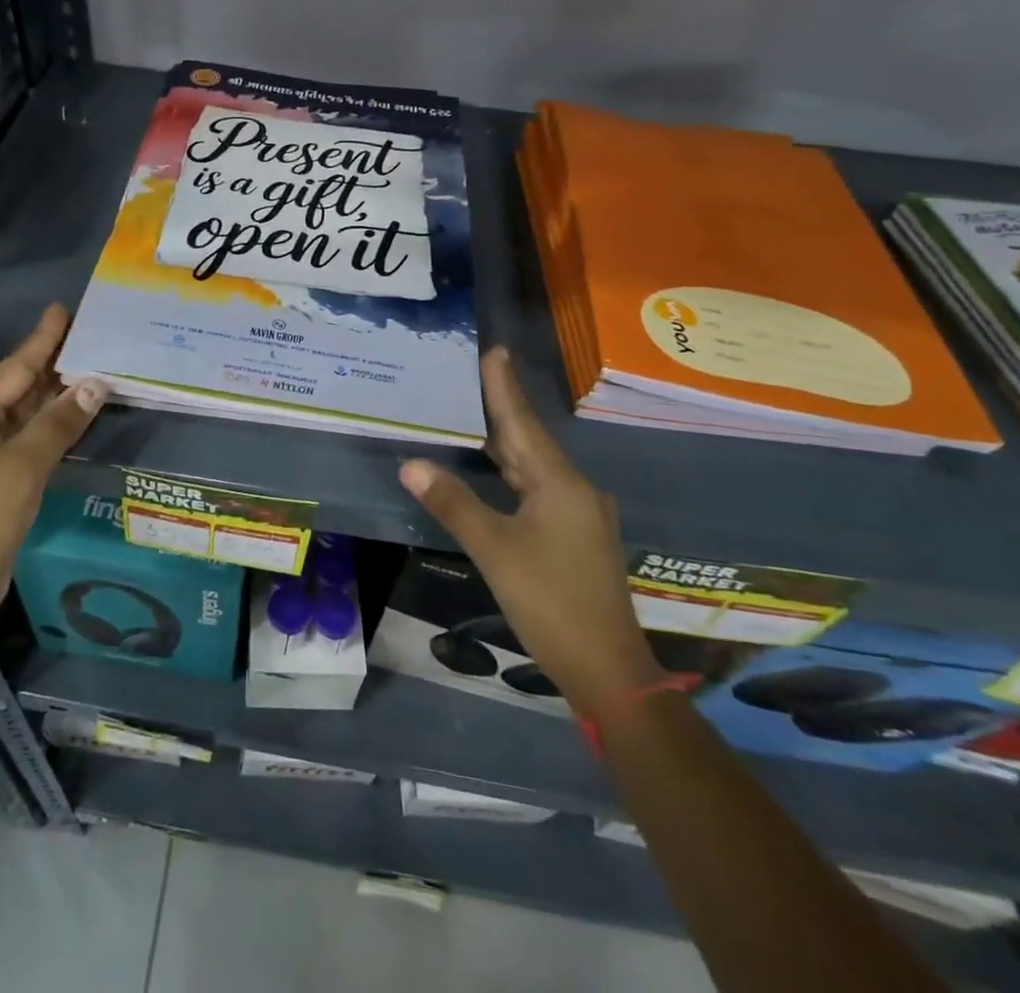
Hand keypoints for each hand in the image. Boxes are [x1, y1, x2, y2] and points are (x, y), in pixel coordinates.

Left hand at [0, 305, 106, 621]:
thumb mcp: (26, 464)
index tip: (63, 310)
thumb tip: (95, 384)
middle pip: (17, 384)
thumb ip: (60, 421)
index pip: (14, 367)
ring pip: (22, 411)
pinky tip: (73, 412)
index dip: (42, 339)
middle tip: (87, 335)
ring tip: (89, 365)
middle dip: (52, 362)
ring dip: (53, 393)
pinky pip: (24, 434)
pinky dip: (49, 422)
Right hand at [398, 347, 660, 717]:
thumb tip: (411, 463)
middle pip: (530, 441)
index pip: (523, 422)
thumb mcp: (494, 549)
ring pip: (535, 467)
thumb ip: (453, 503)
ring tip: (475, 415)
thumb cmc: (550, 601)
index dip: (504, 386)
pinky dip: (513, 474)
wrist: (608, 669)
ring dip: (506, 443)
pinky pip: (539, 489)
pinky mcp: (576, 537)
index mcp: (560, 484)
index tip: (496, 351)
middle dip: (501, 409)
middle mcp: (575, 490)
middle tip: (471, 377)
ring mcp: (580, 515)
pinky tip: (496, 472)